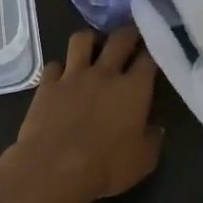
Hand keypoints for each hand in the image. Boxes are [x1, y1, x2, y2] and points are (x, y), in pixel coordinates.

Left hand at [0, 28, 163, 202]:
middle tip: (129, 38)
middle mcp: (105, 74)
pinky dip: (60, 69)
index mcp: (134, 89)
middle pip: (119, 38)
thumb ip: (152, 140)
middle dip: (127, 33)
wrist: (53, 169)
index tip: (153, 51)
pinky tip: (62, 78)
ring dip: (90, 40)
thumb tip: (155, 128)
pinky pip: (54, 65)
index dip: (152, 51)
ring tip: (92, 49)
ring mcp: (73, 76)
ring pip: (82, 39)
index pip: (148, 58)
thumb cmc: (105, 167)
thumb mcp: (142, 161)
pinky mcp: (47, 85)